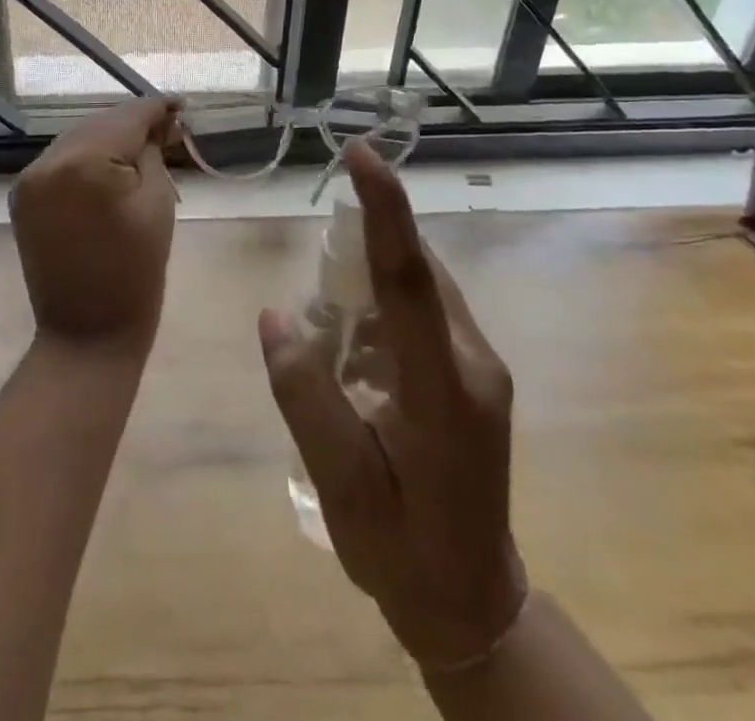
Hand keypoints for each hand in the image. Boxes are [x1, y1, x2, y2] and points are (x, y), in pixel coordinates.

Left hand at [9, 97, 183, 353]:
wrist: (87, 334)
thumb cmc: (136, 272)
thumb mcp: (157, 203)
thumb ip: (153, 152)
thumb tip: (158, 123)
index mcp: (83, 163)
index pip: (126, 118)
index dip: (156, 109)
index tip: (181, 104)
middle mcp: (47, 161)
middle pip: (99, 124)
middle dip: (133, 123)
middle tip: (169, 126)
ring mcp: (28, 179)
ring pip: (78, 139)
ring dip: (109, 138)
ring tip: (143, 143)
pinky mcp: (22, 196)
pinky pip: (61, 162)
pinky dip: (87, 158)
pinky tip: (110, 164)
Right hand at [259, 140, 526, 674]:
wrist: (474, 602)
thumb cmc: (400, 550)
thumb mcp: (338, 484)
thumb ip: (304, 396)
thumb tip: (274, 315)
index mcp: (443, 389)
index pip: (410, 278)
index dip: (385, 208)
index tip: (361, 152)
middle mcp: (473, 361)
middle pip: (416, 271)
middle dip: (366, 243)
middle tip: (319, 274)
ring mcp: (481, 365)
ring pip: (422, 286)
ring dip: (372, 278)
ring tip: (331, 328)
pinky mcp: (475, 371)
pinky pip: (425, 309)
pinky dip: (384, 304)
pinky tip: (356, 349)